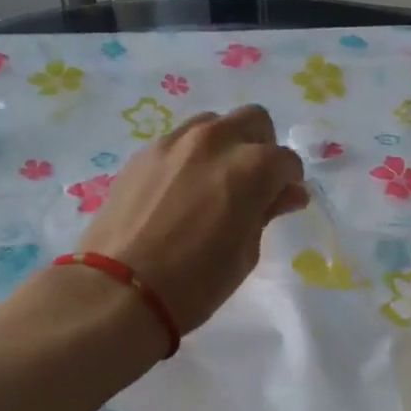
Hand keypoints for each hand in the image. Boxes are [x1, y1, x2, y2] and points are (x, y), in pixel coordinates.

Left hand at [75, 105, 307, 333]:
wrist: (121, 290)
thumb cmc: (196, 282)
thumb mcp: (245, 253)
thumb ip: (267, 212)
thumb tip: (289, 193)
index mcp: (251, 167)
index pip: (286, 160)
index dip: (289, 182)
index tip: (281, 202)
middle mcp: (215, 141)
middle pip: (253, 120)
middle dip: (262, 147)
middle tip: (254, 184)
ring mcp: (174, 142)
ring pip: (213, 123)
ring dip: (225, 145)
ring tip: (214, 183)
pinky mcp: (143, 153)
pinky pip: (179, 141)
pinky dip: (191, 157)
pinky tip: (181, 191)